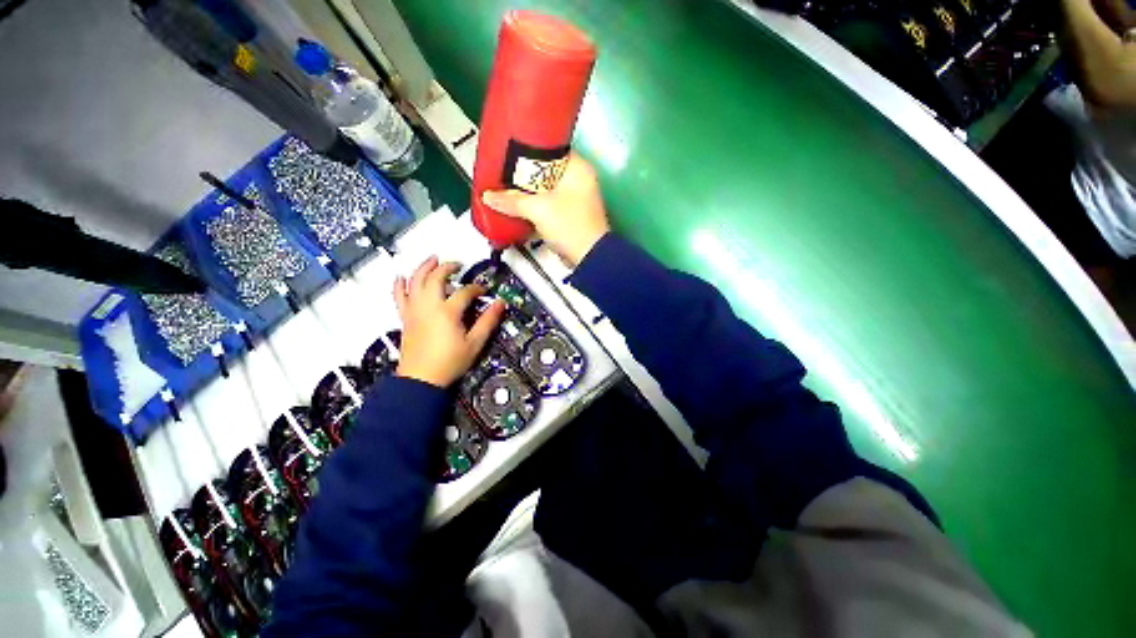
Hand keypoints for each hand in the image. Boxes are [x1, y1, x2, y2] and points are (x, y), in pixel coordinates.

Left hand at [393, 256, 505, 387]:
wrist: (421, 379)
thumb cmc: (450, 362)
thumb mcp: (475, 343)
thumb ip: (488, 321)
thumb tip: (500, 303)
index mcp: (448, 311)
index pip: (464, 291)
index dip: (476, 288)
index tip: (483, 291)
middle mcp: (429, 305)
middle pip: (435, 278)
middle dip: (447, 267)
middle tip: (457, 265)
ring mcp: (414, 310)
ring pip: (415, 281)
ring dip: (423, 267)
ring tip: (432, 259)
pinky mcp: (405, 317)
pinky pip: (399, 297)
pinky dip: (400, 285)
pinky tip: (401, 276)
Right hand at [481, 152, 610, 266]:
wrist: (588, 258)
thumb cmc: (570, 226)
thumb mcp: (538, 209)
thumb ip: (512, 201)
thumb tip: (489, 196)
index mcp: (578, 168)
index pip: (548, 149)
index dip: (527, 151)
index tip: (508, 153)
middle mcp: (579, 180)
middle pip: (544, 171)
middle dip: (523, 176)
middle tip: (502, 172)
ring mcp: (575, 199)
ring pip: (545, 190)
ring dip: (528, 193)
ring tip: (505, 189)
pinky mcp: (569, 215)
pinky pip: (548, 205)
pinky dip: (535, 207)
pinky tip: (518, 208)